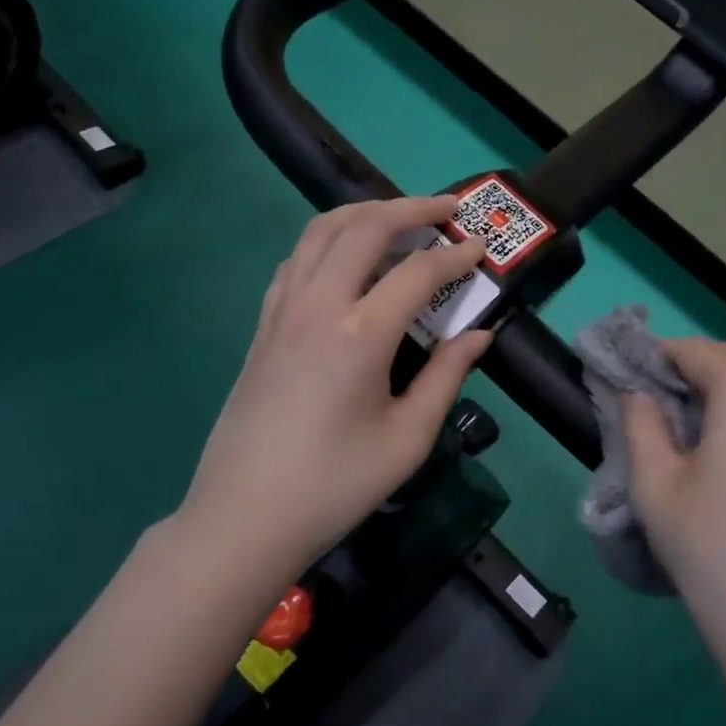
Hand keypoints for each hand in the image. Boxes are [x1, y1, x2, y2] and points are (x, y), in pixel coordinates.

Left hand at [179, 197, 493, 567]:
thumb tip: (479, 336)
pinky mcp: (263, 324)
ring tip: (399, 219)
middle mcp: (318, 305)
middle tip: (447, 210)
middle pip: (365, 227)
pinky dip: (328, 240)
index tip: (481, 250)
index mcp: (360, 334)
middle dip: (412, 208)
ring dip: (365, 213)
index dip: (455, 256)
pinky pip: (297, 259)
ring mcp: (282, 310)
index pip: (418, 272)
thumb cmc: (335, 485)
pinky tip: (346, 259)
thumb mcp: (407, 439)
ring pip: (321, 231)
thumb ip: (447, 377)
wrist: (244, 516)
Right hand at [621, 339, 725, 642]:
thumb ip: (639, 420)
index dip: (653, 360)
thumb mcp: (654, 482)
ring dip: (725, 391)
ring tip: (692, 432)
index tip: (626, 381)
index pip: (691, 351)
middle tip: (655, 408)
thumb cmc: (712, 548)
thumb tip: (638, 392)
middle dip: (691, 371)